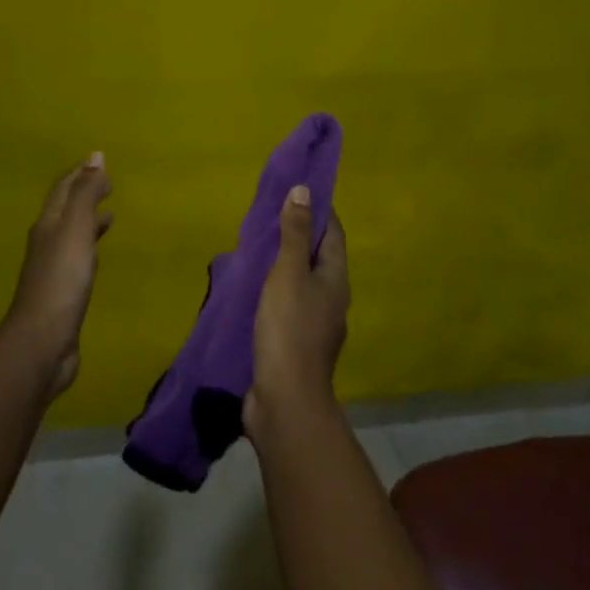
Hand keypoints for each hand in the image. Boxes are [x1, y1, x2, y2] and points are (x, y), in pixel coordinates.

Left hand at [1, 152, 112, 397]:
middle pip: (65, 211)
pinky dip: (90, 247)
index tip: (100, 161)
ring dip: (88, 221)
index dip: (80, 174)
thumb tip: (95, 156)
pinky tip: (98, 255)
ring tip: (109, 214)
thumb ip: (86, 194)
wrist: (43, 340)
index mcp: (48, 225)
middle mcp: (47, 242)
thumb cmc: (62, 280)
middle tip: (107, 184)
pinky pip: (78, 259)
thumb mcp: (75, 230)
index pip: (63, 190)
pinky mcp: (63, 292)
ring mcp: (53, 269)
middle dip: (84, 194)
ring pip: (72, 235)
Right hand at [245, 184, 348, 442]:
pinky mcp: (295, 344)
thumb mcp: (288, 273)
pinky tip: (254, 291)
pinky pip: (287, 306)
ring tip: (258, 250)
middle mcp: (331, 299)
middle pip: (318, 258)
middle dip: (298, 236)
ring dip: (284, 266)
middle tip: (271, 217)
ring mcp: (315, 325)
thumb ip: (294, 234)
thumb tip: (304, 190)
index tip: (299, 190)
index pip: (332, 233)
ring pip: (301, 283)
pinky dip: (273, 292)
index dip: (318, 210)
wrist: (285, 399)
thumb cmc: (289, 328)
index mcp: (336, 279)